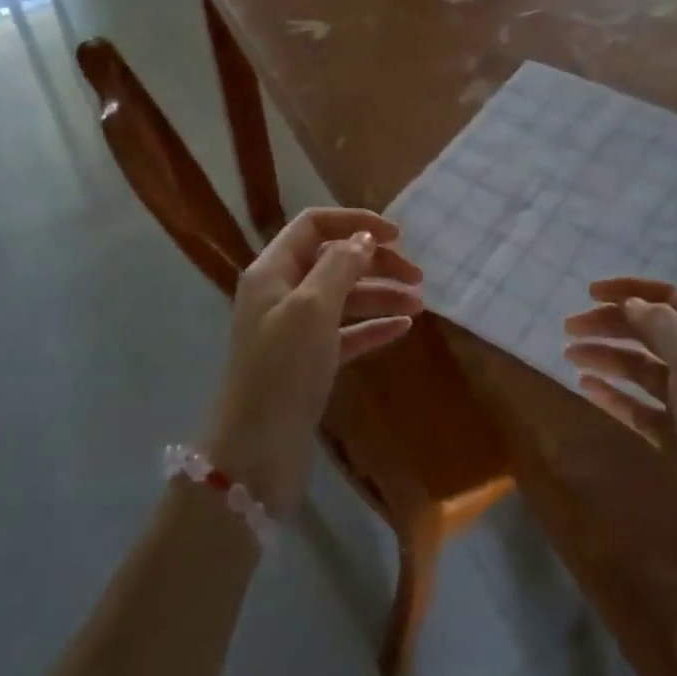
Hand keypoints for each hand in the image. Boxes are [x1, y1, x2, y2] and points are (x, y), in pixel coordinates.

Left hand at [206, 208, 422, 516]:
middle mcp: (281, 293)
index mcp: (272, 271)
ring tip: (420, 304)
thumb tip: (363, 239)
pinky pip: (345, 333)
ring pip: (343, 298)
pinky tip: (403, 328)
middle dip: (375, 262)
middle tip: (417, 275)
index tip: (397, 235)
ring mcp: (294, 330)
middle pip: (332, 260)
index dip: (355, 222)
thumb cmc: (282, 370)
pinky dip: (372, 326)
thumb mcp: (312, 308)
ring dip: (380, 295)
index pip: (314, 225)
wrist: (256, 453)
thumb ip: (339, 266)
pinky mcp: (307, 363)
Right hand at [564, 277, 676, 566]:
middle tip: (569, 328)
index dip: (631, 290)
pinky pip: (637, 407)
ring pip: (639, 369)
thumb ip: (662, 326)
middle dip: (610, 324)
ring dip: (605, 356)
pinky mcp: (675, 439)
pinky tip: (586, 387)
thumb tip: (630, 303)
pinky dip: (612, 393)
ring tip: (570, 356)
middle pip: (649, 333)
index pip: (670, 299)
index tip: (590, 293)